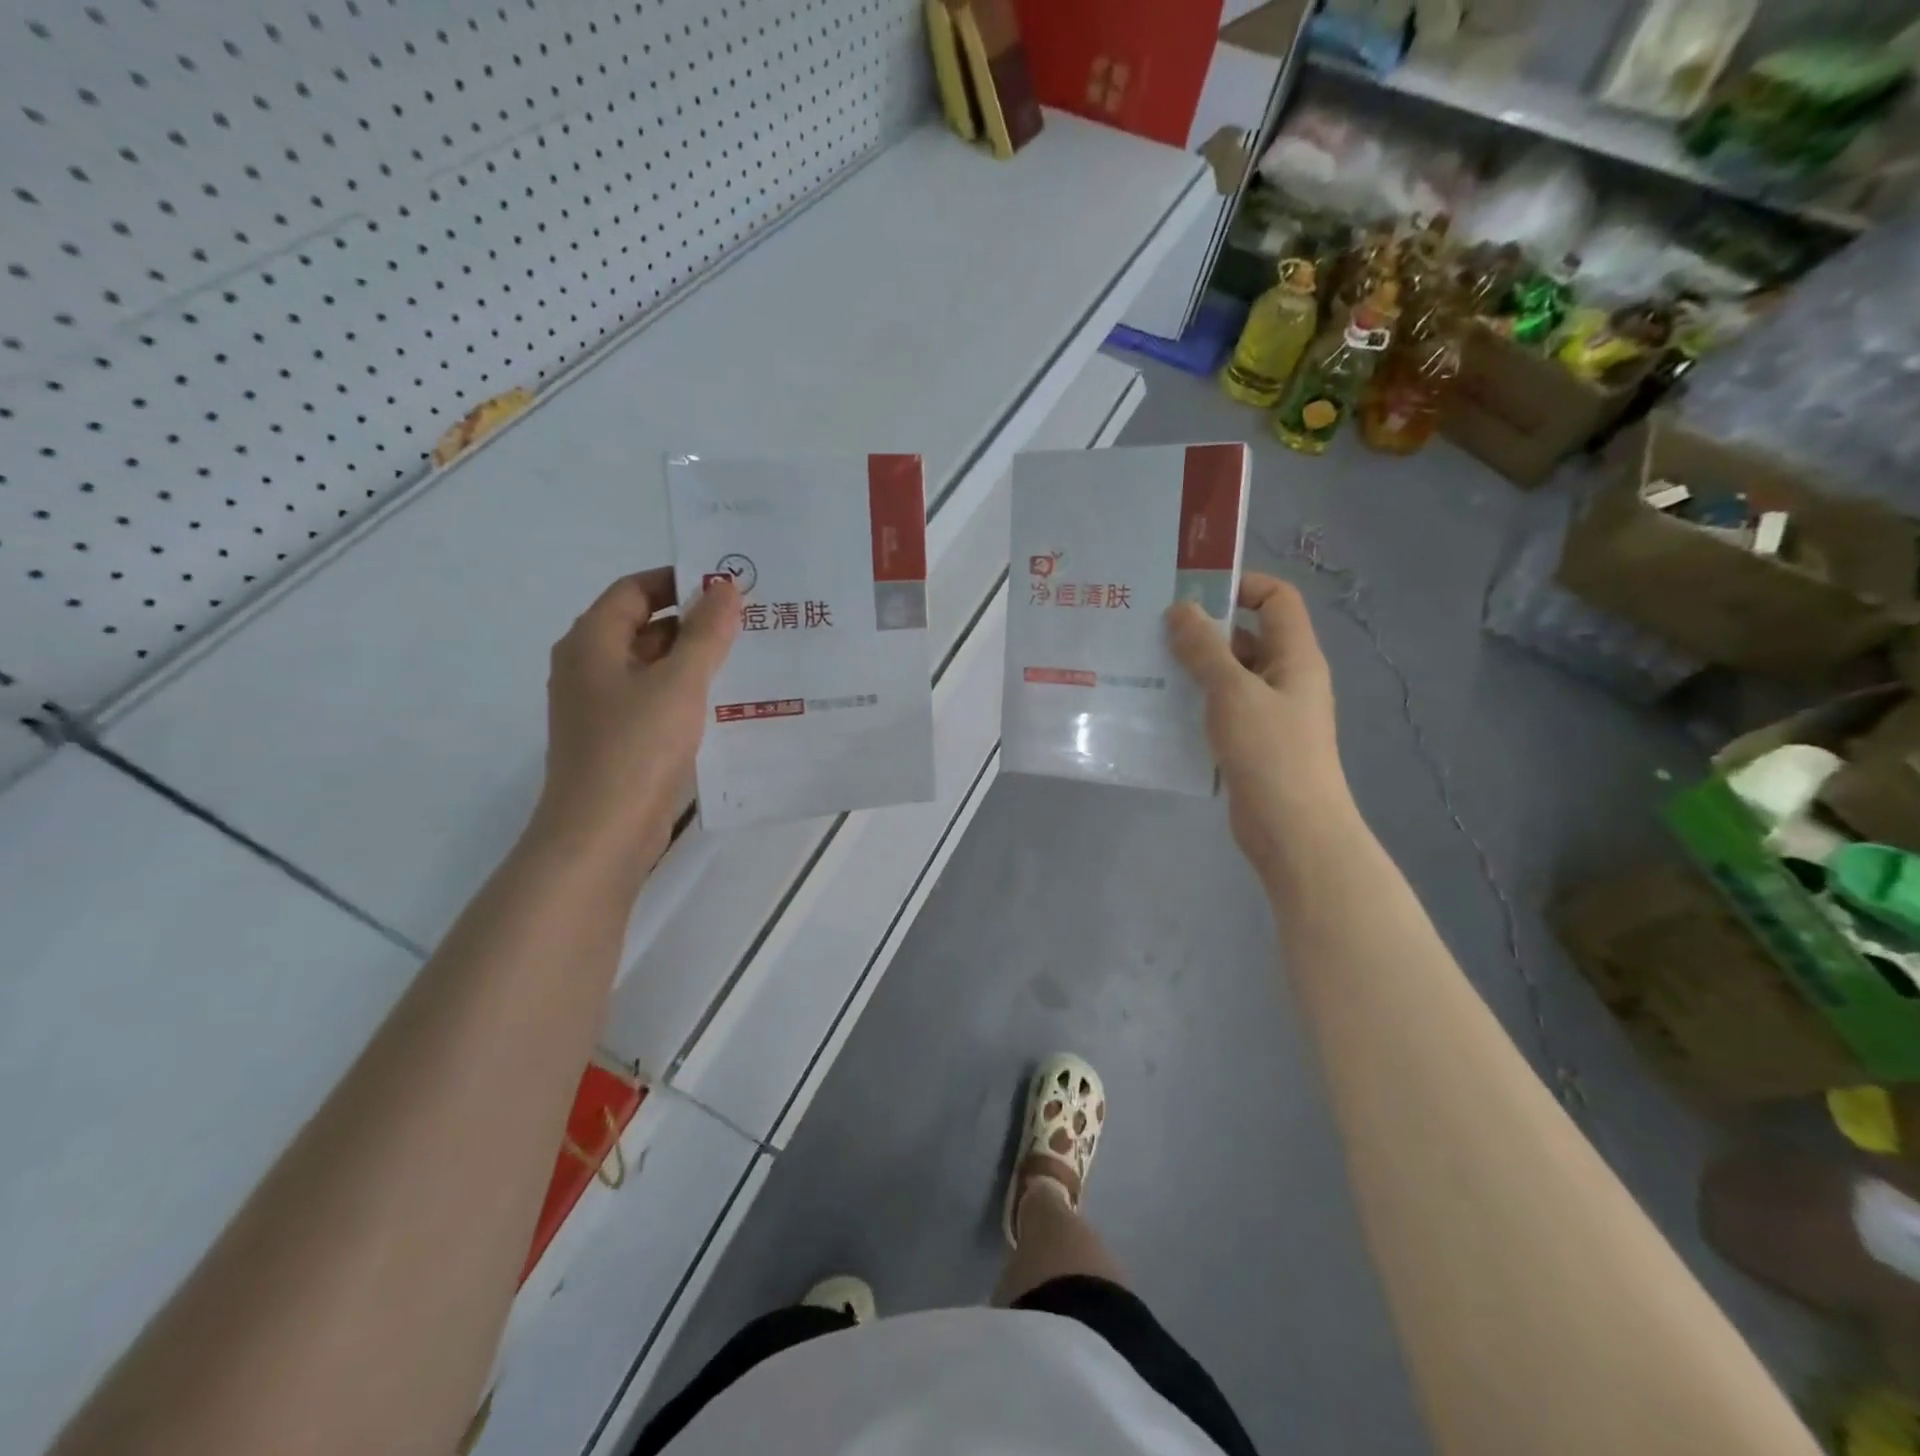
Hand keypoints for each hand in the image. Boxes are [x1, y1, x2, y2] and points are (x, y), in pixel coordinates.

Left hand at [533, 568, 739, 864]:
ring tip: (748, 657)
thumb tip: (725, 587)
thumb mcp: (680, 683)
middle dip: (695, 621)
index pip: (636, 589)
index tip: (728, 585)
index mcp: (592, 641)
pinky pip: (654, 699)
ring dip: (694, 659)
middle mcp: (589, 666)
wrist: (601, 833)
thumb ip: (706, 633)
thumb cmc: (637, 747)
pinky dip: (686, 693)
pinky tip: (725, 701)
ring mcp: (601, 705)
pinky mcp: (617, 738)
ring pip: (652, 666)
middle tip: (749, 621)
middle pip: (644, 626)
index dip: (680, 581)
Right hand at [1166, 572, 1350, 874]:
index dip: (1241, 585)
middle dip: (1204, 629)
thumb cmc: (1270, 752)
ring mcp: (1269, 713)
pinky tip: (1158, 708)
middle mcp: (1286, 678)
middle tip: (1153, 628)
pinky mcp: (1251, 743)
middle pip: (1247, 636)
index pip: (1277, 599)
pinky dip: (1194, 703)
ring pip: (1229, 676)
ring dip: (1193, 668)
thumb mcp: (1233, 692)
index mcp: (1295, 656)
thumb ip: (1205, 649)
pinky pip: (1220, 709)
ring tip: (1146, 665)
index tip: (1193, 592)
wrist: (1292, 831)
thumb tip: (1181, 610)